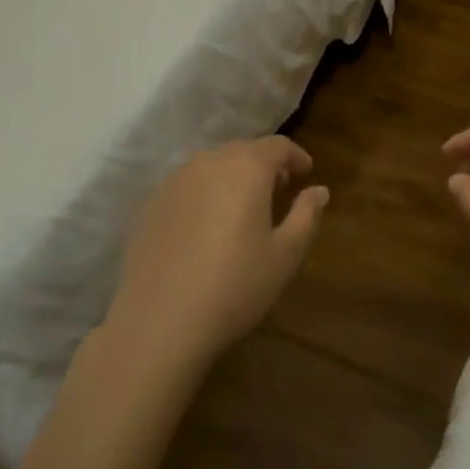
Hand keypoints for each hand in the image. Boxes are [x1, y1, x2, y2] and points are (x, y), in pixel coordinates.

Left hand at [106, 137, 327, 368]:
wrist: (157, 323)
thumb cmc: (234, 286)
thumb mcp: (285, 255)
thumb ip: (306, 215)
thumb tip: (319, 190)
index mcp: (246, 167)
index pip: (278, 145)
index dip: (296, 156)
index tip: (306, 174)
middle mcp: (208, 162)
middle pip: (243, 150)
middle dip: (265, 165)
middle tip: (279, 191)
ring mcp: (174, 181)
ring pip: (213, 165)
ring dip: (233, 176)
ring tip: (243, 208)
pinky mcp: (151, 204)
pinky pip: (188, 185)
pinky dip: (205, 193)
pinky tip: (207, 226)